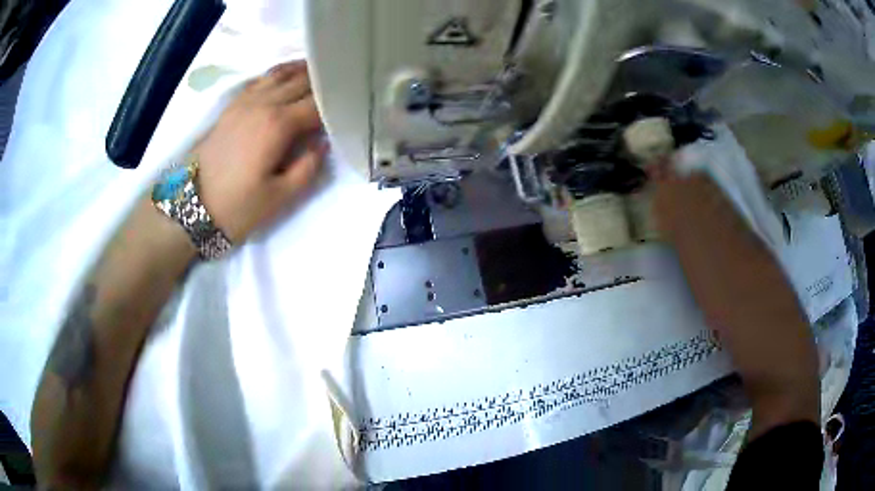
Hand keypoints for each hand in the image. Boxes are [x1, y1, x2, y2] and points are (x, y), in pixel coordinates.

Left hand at [194, 60, 327, 242]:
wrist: (190, 207)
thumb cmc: (236, 207)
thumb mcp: (279, 198)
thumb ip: (307, 167)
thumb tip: (322, 143)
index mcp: (278, 125)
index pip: (318, 105)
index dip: (338, 104)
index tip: (353, 108)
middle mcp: (263, 104)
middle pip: (301, 82)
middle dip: (325, 83)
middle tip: (342, 87)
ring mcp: (244, 102)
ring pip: (280, 74)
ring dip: (303, 72)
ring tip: (321, 73)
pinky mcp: (232, 107)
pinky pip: (260, 80)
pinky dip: (278, 74)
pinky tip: (286, 78)